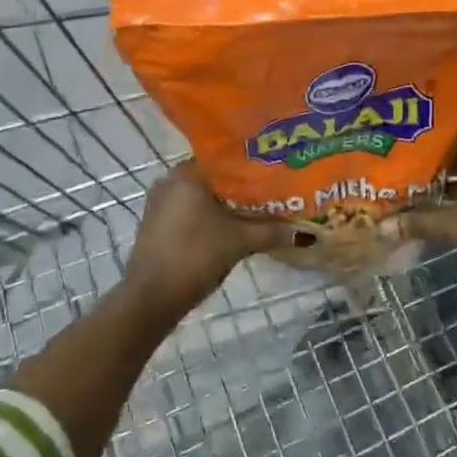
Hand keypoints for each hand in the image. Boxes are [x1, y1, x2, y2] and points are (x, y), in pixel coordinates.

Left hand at [123, 166, 294, 318]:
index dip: (253, 166)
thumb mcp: (239, 241)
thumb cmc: (194, 256)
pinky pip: (191, 212)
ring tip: (258, 211)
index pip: (226, 159)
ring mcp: (160, 204)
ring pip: (203, 197)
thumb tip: (305, 233)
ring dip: (227, 205)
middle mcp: (170, 181)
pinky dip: (210, 218)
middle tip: (272, 193)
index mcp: (187, 173)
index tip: (275, 172)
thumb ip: (271, 231)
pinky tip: (231, 228)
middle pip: (215, 179)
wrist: (150, 298)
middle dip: (242, 188)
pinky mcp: (157, 225)